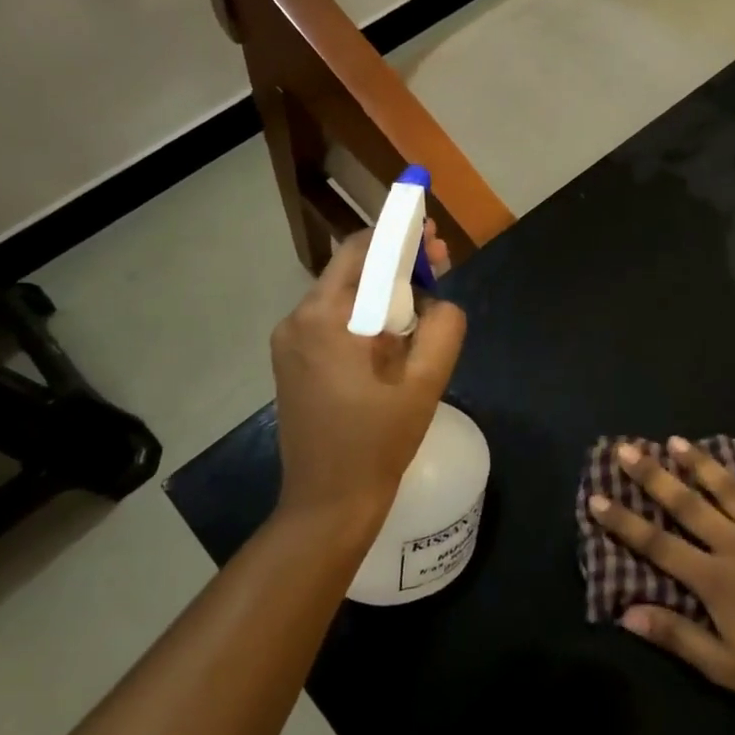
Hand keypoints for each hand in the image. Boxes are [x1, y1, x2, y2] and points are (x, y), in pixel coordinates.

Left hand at [270, 225, 464, 533]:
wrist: (327, 502)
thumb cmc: (377, 443)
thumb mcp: (425, 383)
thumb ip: (444, 328)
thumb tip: (440, 302)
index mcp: (327, 319)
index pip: (365, 251)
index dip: (402, 233)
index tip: (434, 231)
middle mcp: (299, 319)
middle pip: (352, 268)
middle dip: (396, 259)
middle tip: (439, 263)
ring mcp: (290, 341)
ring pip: (343, 293)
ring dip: (383, 287)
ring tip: (424, 300)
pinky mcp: (293, 360)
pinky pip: (334, 318)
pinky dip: (366, 313)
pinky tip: (395, 331)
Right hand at [590, 439, 734, 725]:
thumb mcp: (723, 666)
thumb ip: (675, 635)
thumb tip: (626, 612)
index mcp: (715, 579)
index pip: (657, 544)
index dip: (623, 522)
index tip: (596, 498)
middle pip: (688, 504)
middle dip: (653, 476)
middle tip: (627, 450)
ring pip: (732, 490)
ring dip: (704, 464)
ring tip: (678, 441)